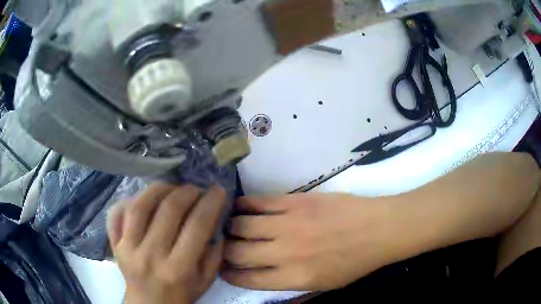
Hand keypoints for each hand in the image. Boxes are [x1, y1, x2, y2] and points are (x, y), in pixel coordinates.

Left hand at [107, 184, 227, 303]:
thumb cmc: (181, 294)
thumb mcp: (206, 280)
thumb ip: (214, 252)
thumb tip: (215, 219)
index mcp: (179, 268)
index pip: (197, 225)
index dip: (211, 202)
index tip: (218, 190)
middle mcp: (151, 255)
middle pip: (169, 210)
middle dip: (188, 191)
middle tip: (196, 189)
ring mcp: (128, 248)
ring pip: (141, 205)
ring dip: (160, 189)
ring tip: (172, 188)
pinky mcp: (115, 243)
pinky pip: (118, 213)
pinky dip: (130, 199)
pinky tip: (144, 200)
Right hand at [222, 193, 404, 290]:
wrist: (378, 229)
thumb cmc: (355, 262)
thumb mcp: (325, 286)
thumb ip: (292, 287)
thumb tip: (263, 280)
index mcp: (294, 277)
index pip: (248, 278)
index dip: (230, 274)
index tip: (222, 269)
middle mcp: (285, 252)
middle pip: (238, 251)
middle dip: (223, 251)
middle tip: (220, 246)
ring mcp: (288, 224)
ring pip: (242, 225)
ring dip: (229, 227)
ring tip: (226, 226)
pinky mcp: (295, 201)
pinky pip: (259, 202)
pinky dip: (243, 205)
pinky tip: (237, 207)